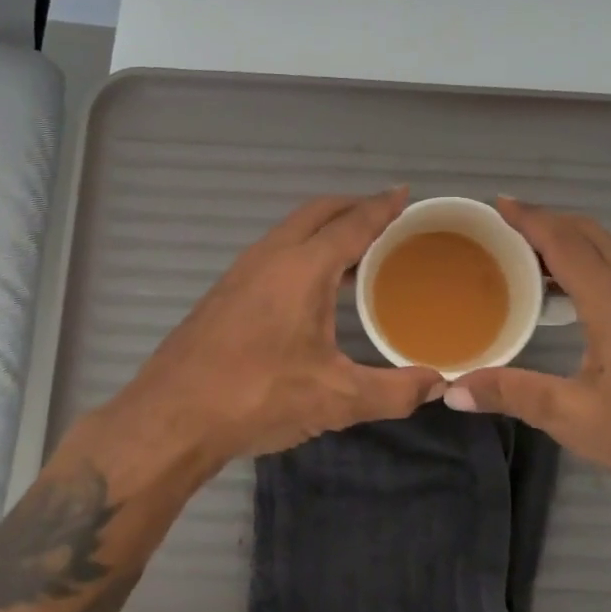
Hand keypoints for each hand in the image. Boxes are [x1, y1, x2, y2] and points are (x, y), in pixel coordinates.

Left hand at [96, 190, 445, 484]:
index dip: (382, 207)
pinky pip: (274, 250)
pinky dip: (302, 247)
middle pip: (318, 212)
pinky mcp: (225, 292)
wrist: (172, 418)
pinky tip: (311, 284)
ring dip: (324, 226)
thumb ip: (394, 391)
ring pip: (291, 230)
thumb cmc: (257, 398)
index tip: (404, 193)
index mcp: (302, 269)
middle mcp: (271, 257)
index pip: (352, 224)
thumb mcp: (335, 399)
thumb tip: (438, 384)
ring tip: (355, 246)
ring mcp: (242, 272)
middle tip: (385, 215)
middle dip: (353, 206)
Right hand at [447, 198, 610, 521]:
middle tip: (506, 228)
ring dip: (573, 244)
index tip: (499, 204)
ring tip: (530, 260)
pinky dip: (594, 266)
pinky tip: (575, 298)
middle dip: (549, 223)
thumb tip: (453, 390)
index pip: (567, 243)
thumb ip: (514, 394)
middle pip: (593, 235)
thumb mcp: (577, 420)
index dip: (531, 219)